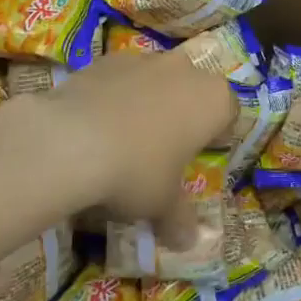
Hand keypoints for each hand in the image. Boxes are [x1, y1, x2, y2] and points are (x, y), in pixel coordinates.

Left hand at [20, 51, 235, 240]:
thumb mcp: (162, 205)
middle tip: (165, 150)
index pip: (229, 112)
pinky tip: (97, 127)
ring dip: (149, 103)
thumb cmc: (137, 171)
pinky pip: (122, 79)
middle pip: (193, 90)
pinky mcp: (107, 59)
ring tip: (126, 140)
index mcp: (213, 99)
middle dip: (182, 114)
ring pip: (157, 80)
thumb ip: (180, 220)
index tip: (200, 156)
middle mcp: (186, 70)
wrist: (71, 140)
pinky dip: (116, 96)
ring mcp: (145, 59)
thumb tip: (188, 241)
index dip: (218, 135)